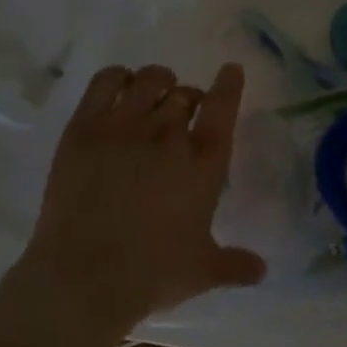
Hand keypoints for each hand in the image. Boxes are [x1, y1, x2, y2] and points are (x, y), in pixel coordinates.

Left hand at [9, 62, 267, 338]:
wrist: (84, 277)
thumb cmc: (151, 273)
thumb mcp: (202, 271)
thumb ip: (235, 265)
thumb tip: (262, 270)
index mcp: (204, 161)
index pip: (223, 106)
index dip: (229, 84)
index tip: (231, 70)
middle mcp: (169, 133)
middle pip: (185, 94)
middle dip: (189, 99)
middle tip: (183, 113)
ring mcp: (125, 125)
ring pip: (150, 80)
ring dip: (159, 82)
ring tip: (156, 92)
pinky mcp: (85, 127)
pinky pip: (106, 82)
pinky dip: (118, 77)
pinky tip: (121, 86)